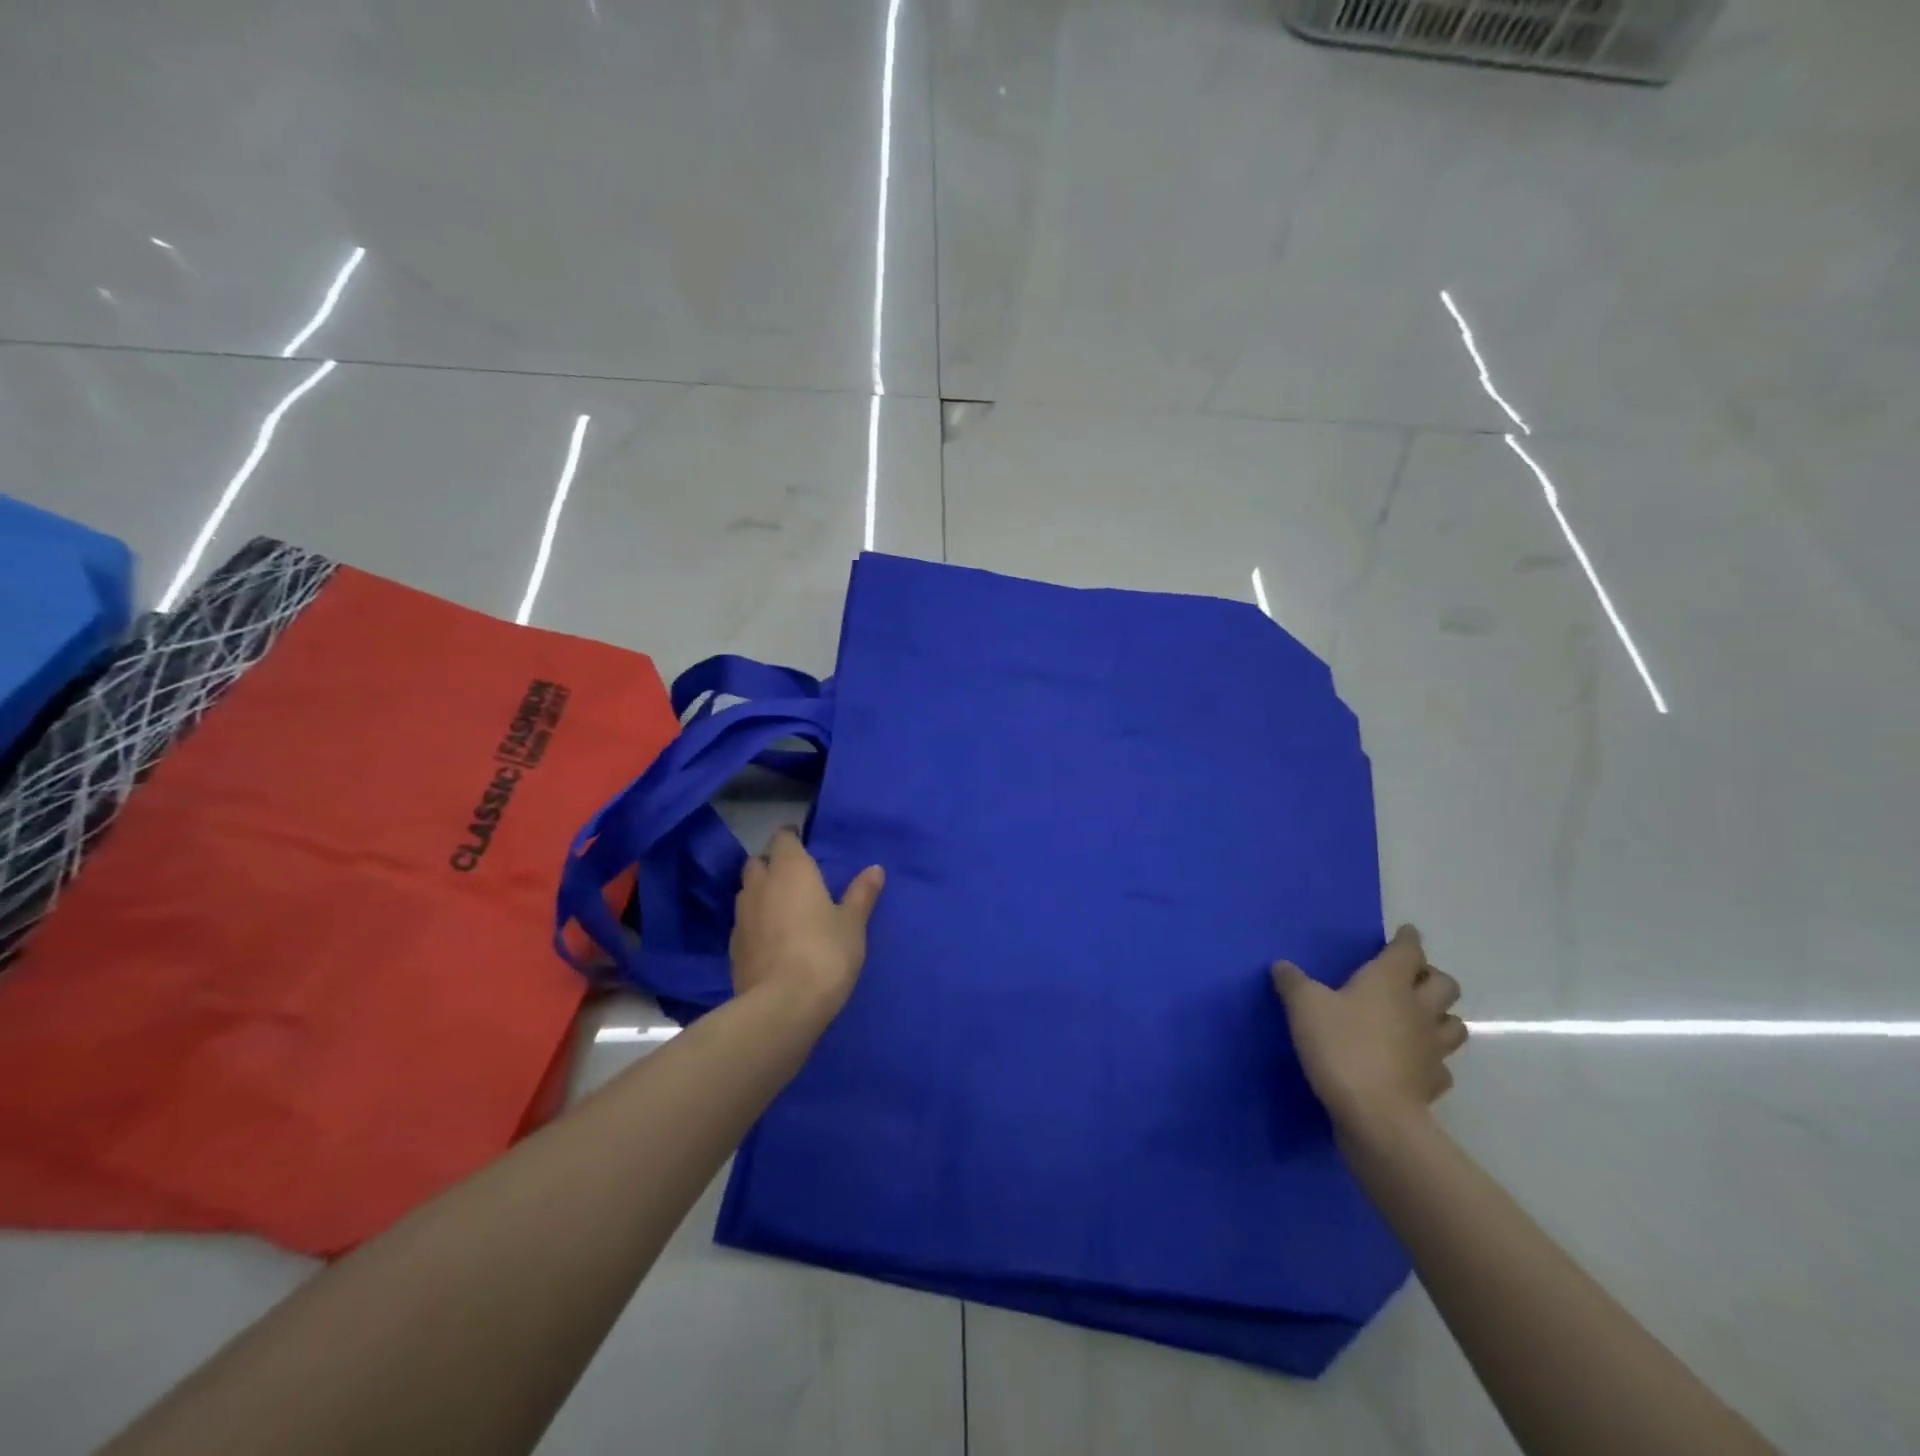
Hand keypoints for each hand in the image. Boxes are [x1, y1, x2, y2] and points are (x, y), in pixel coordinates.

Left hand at [729, 828, 884, 1020]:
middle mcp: (760, 885)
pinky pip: (744, 921)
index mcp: (790, 870)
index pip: (782, 838)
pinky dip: (756, 921)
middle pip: (759, 862)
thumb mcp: (853, 924)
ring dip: (762, 892)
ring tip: (784, 908)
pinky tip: (772, 938)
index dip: (792, 838)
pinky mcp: (733, 947)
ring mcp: (742, 916)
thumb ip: (861, 894)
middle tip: (796, 878)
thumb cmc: (825, 954)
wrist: (781, 1007)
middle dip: (773, 864)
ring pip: (748, 891)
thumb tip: (875, 868)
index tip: (804, 844)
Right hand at [1271, 926, 1467, 1137]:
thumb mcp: (1303, 1006)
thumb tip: (1282, 966)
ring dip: (1440, 1016)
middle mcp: (1419, 1009)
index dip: (1408, 939)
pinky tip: (1413, 1062)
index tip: (1406, 933)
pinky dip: (1431, 1059)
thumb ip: (1293, 982)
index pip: (1409, 950)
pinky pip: (1441, 1065)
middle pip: (1445, 985)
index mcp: (1389, 981)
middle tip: (1409, 979)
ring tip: (1418, 1018)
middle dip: (1431, 977)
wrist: (1374, 1114)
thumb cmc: (1340, 1046)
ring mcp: (1432, 1048)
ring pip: (1454, 1024)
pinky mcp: (1433, 1083)